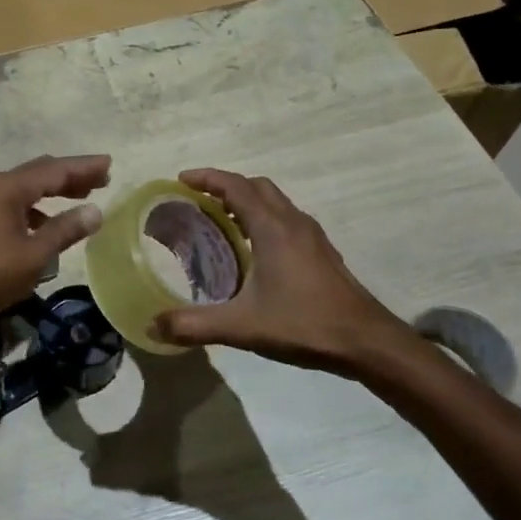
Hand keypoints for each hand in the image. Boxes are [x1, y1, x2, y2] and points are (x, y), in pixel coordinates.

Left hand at [0, 155, 111, 332]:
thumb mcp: (33, 255)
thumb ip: (65, 231)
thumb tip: (95, 210)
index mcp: (9, 188)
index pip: (54, 170)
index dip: (84, 167)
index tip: (109, 163)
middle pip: (40, 174)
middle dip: (70, 175)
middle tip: (101, 177)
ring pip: (27, 190)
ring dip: (54, 191)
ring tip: (81, 196)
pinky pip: (17, 206)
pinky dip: (37, 210)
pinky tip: (48, 225)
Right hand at [151, 169, 419, 376]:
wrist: (367, 342)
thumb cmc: (304, 324)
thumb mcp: (242, 326)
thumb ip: (195, 325)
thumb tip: (153, 326)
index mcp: (273, 228)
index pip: (235, 185)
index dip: (207, 178)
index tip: (181, 180)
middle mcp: (293, 223)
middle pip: (257, 187)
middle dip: (226, 186)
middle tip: (199, 201)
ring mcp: (312, 237)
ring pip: (276, 203)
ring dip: (248, 202)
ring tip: (221, 221)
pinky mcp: (322, 253)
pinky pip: (287, 221)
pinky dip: (264, 220)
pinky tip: (254, 251)